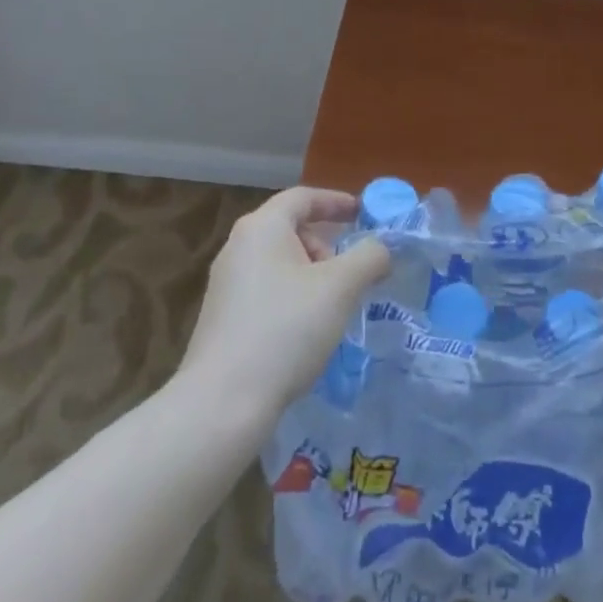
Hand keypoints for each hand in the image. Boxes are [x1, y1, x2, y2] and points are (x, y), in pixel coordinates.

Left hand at [178, 187, 390, 417]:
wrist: (222, 404)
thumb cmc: (286, 329)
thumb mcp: (340, 288)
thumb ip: (369, 257)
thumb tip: (380, 249)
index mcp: (262, 227)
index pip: (303, 197)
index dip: (336, 202)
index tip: (363, 215)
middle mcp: (238, 247)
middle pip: (291, 229)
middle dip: (326, 246)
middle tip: (350, 275)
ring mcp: (225, 284)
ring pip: (280, 263)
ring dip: (312, 276)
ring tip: (332, 309)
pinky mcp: (222, 319)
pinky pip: (267, 291)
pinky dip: (293, 298)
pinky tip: (306, 333)